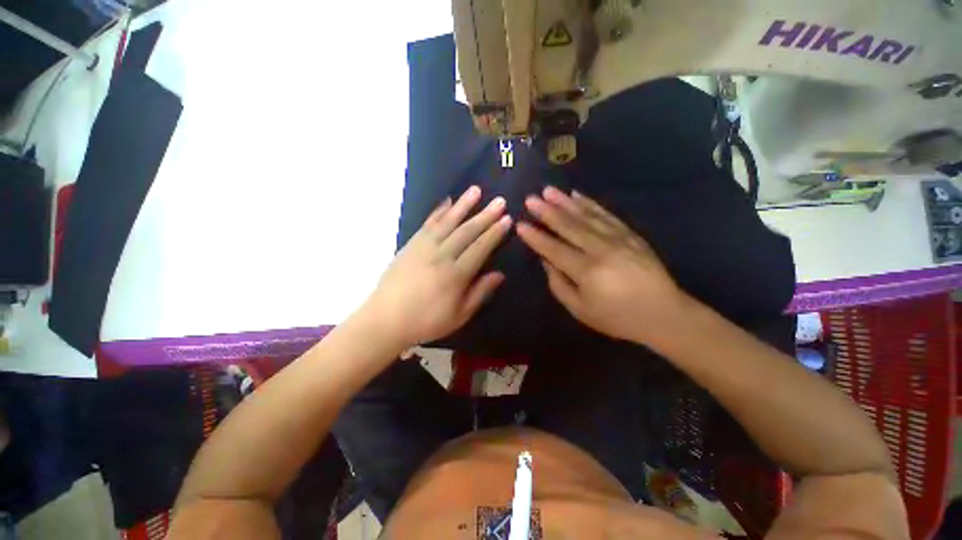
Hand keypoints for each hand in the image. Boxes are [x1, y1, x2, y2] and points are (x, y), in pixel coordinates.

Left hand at [361, 186, 511, 348]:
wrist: (385, 319)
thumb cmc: (425, 321)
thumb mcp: (459, 316)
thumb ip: (480, 293)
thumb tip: (499, 274)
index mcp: (456, 275)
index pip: (480, 248)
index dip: (495, 233)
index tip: (507, 219)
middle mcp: (441, 256)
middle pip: (467, 231)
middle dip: (485, 215)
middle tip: (499, 201)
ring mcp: (424, 247)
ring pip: (447, 222)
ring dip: (463, 205)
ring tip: (476, 190)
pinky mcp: (410, 245)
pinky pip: (427, 224)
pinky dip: (438, 212)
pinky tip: (447, 201)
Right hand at [516, 186, 687, 346]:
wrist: (664, 314)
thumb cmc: (617, 317)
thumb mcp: (580, 310)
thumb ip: (559, 284)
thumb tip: (546, 261)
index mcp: (587, 271)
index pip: (554, 249)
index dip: (536, 237)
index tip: (520, 225)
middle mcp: (601, 249)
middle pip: (569, 226)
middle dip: (547, 212)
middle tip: (531, 199)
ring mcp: (618, 238)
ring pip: (586, 216)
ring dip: (565, 202)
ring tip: (548, 191)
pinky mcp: (630, 234)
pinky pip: (606, 215)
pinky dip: (590, 204)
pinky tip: (577, 195)